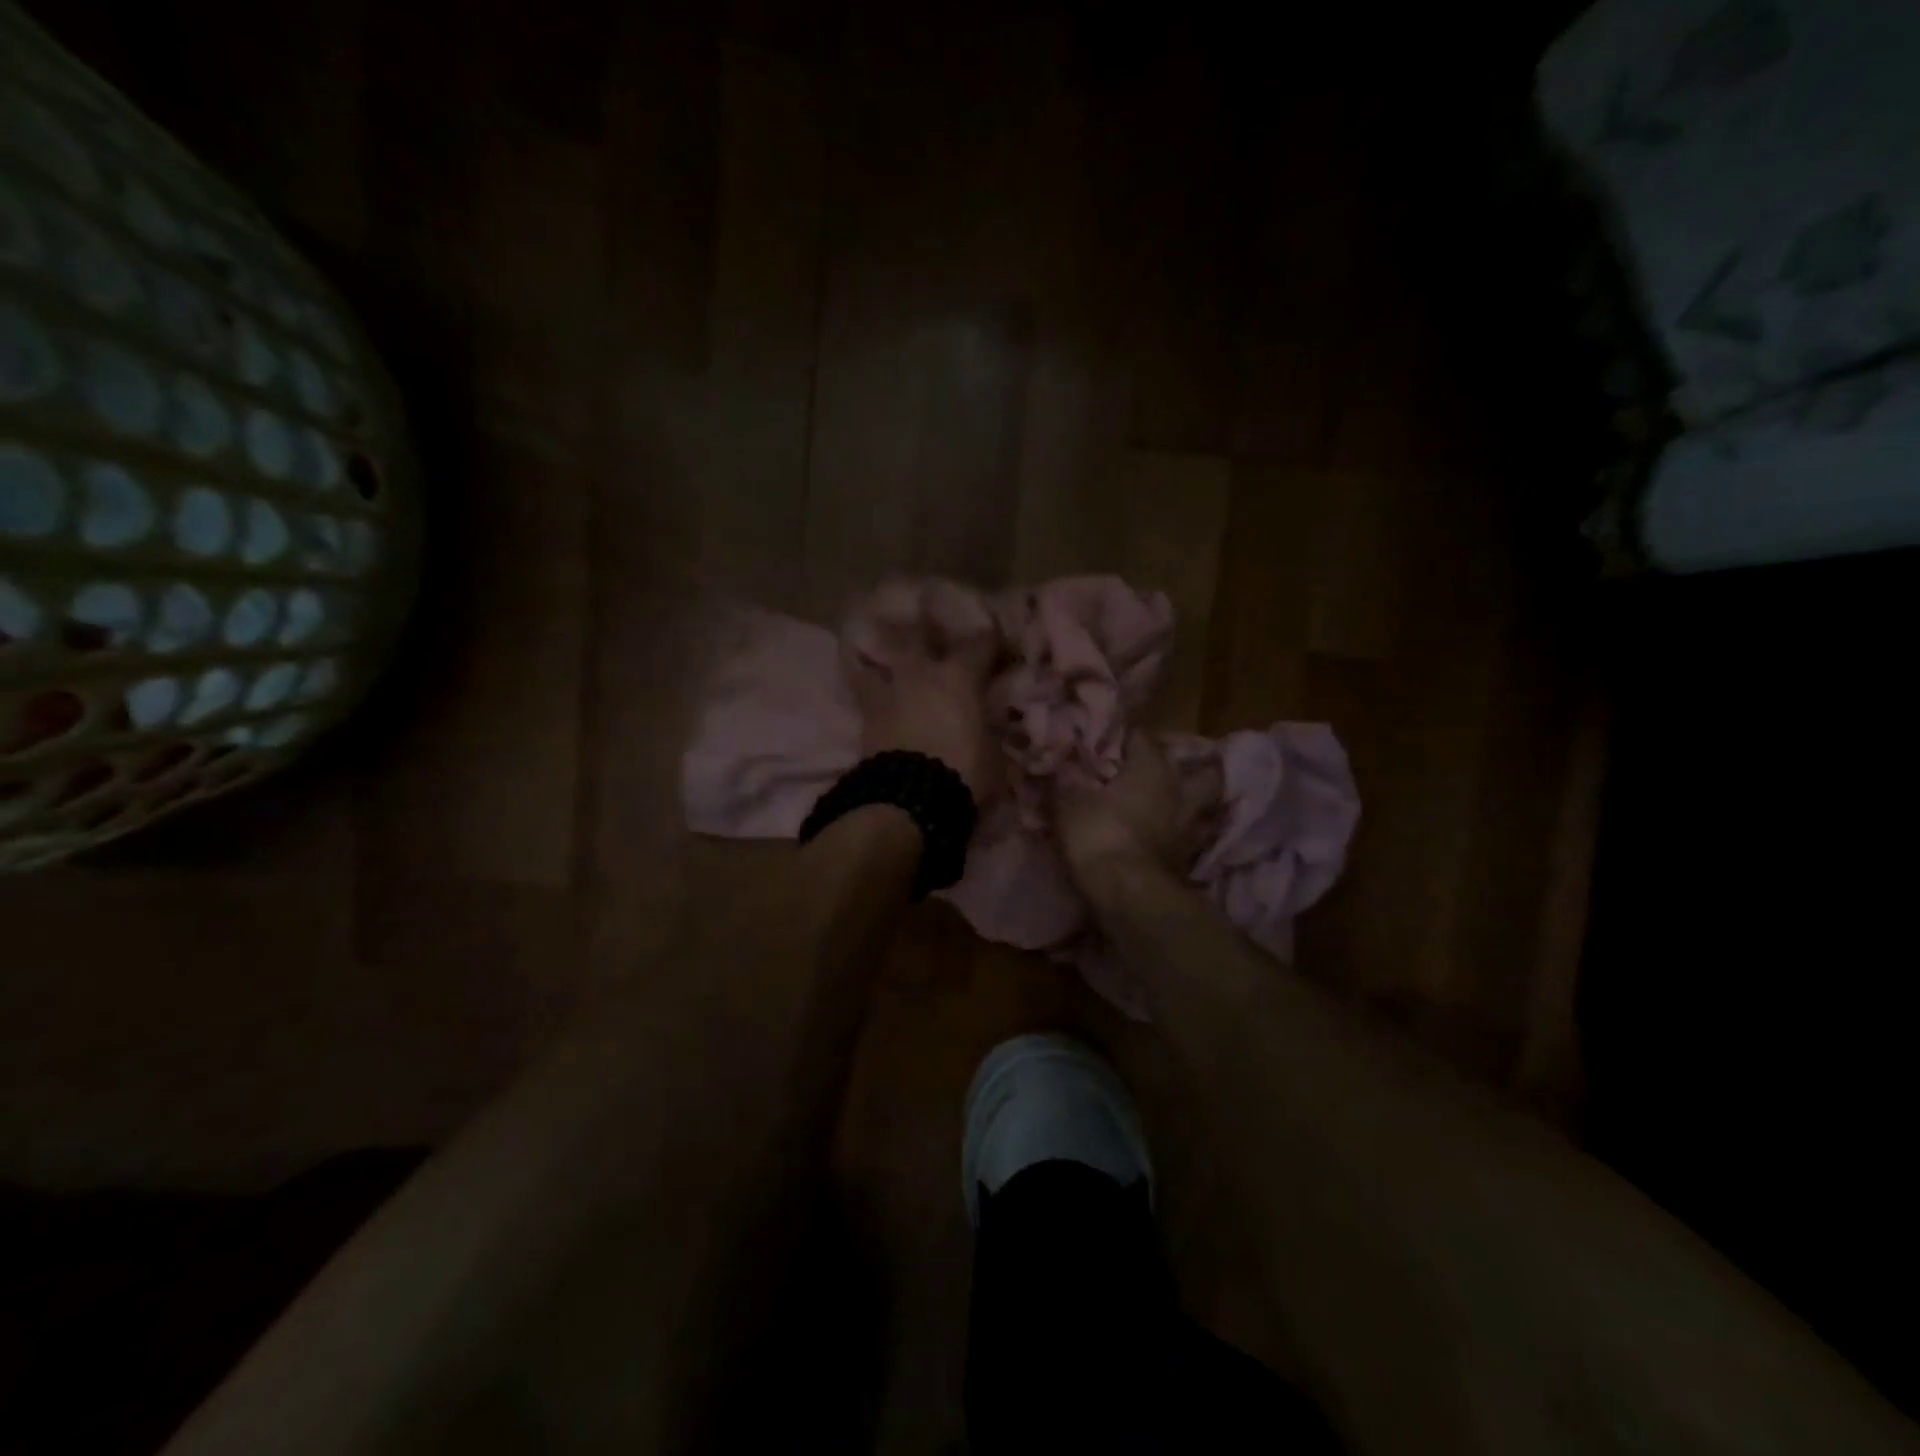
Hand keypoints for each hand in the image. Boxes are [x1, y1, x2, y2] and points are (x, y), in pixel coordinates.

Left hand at [843, 584, 1000, 807]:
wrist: (909, 800)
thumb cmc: (964, 773)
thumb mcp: (994, 755)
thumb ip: (990, 732)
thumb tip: (989, 728)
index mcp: (960, 677)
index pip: (982, 644)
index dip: (994, 643)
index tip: (1001, 647)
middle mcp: (922, 673)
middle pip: (920, 634)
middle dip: (927, 628)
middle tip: (931, 625)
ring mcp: (890, 691)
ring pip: (881, 657)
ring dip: (885, 651)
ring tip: (887, 651)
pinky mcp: (866, 715)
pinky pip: (864, 690)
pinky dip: (868, 683)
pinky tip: (869, 683)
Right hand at [1055, 731, 1207, 885]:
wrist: (1128, 896)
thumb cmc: (1099, 835)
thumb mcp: (1068, 804)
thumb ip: (1064, 782)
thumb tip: (1058, 766)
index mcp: (1152, 768)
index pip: (1141, 737)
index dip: (1123, 735)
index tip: (1107, 739)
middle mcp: (1179, 792)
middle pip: (1201, 772)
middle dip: (1188, 768)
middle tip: (1161, 771)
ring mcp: (1188, 829)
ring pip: (1202, 808)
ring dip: (1188, 806)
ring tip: (1168, 807)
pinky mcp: (1187, 862)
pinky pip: (1188, 839)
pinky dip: (1177, 837)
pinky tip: (1161, 839)